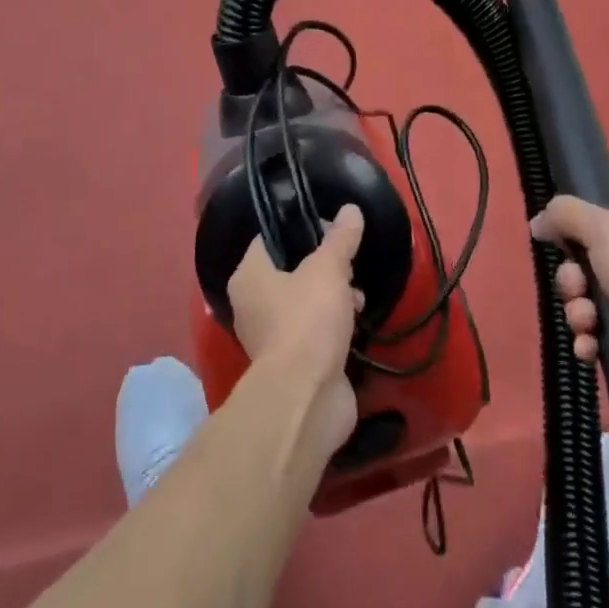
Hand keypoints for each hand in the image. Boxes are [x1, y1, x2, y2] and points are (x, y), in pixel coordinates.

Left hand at [228, 203, 365, 452]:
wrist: (307, 398)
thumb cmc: (308, 321)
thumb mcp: (329, 270)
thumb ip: (340, 239)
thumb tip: (351, 209)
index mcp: (249, 276)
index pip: (270, 238)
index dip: (300, 227)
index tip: (331, 226)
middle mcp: (252, 304)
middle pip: (291, 269)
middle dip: (324, 266)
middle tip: (350, 263)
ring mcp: (271, 335)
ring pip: (305, 300)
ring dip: (334, 296)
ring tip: (359, 297)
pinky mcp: (293, 361)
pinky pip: (314, 329)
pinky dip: (334, 324)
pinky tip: (357, 321)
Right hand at [532, 196, 608, 407]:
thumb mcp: (603, 228)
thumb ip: (564, 215)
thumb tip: (539, 222)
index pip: (600, 217)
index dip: (574, 233)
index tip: (560, 246)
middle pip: (588, 261)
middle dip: (572, 280)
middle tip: (576, 290)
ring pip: (592, 299)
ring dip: (578, 312)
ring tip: (587, 325)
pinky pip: (604, 332)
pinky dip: (591, 339)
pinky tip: (590, 348)